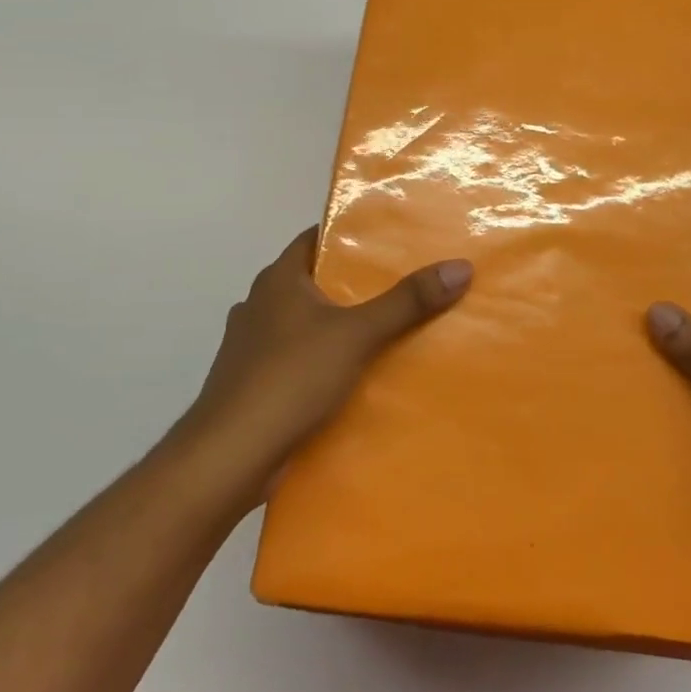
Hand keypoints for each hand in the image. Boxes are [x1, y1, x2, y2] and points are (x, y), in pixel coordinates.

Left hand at [176, 228, 472, 491]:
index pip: (316, 239)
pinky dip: (324, 361)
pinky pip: (298, 360)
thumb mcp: (357, 334)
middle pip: (315, 281)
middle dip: (354, 284)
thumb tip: (460, 266)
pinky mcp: (255, 383)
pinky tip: (355, 376)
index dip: (350, 235)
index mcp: (278, 279)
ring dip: (339, 326)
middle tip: (404, 284)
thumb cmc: (289, 378)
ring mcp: (252, 346)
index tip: (391, 239)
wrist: (229, 456)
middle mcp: (260, 304)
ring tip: (389, 330)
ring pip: (306, 324)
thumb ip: (407, 302)